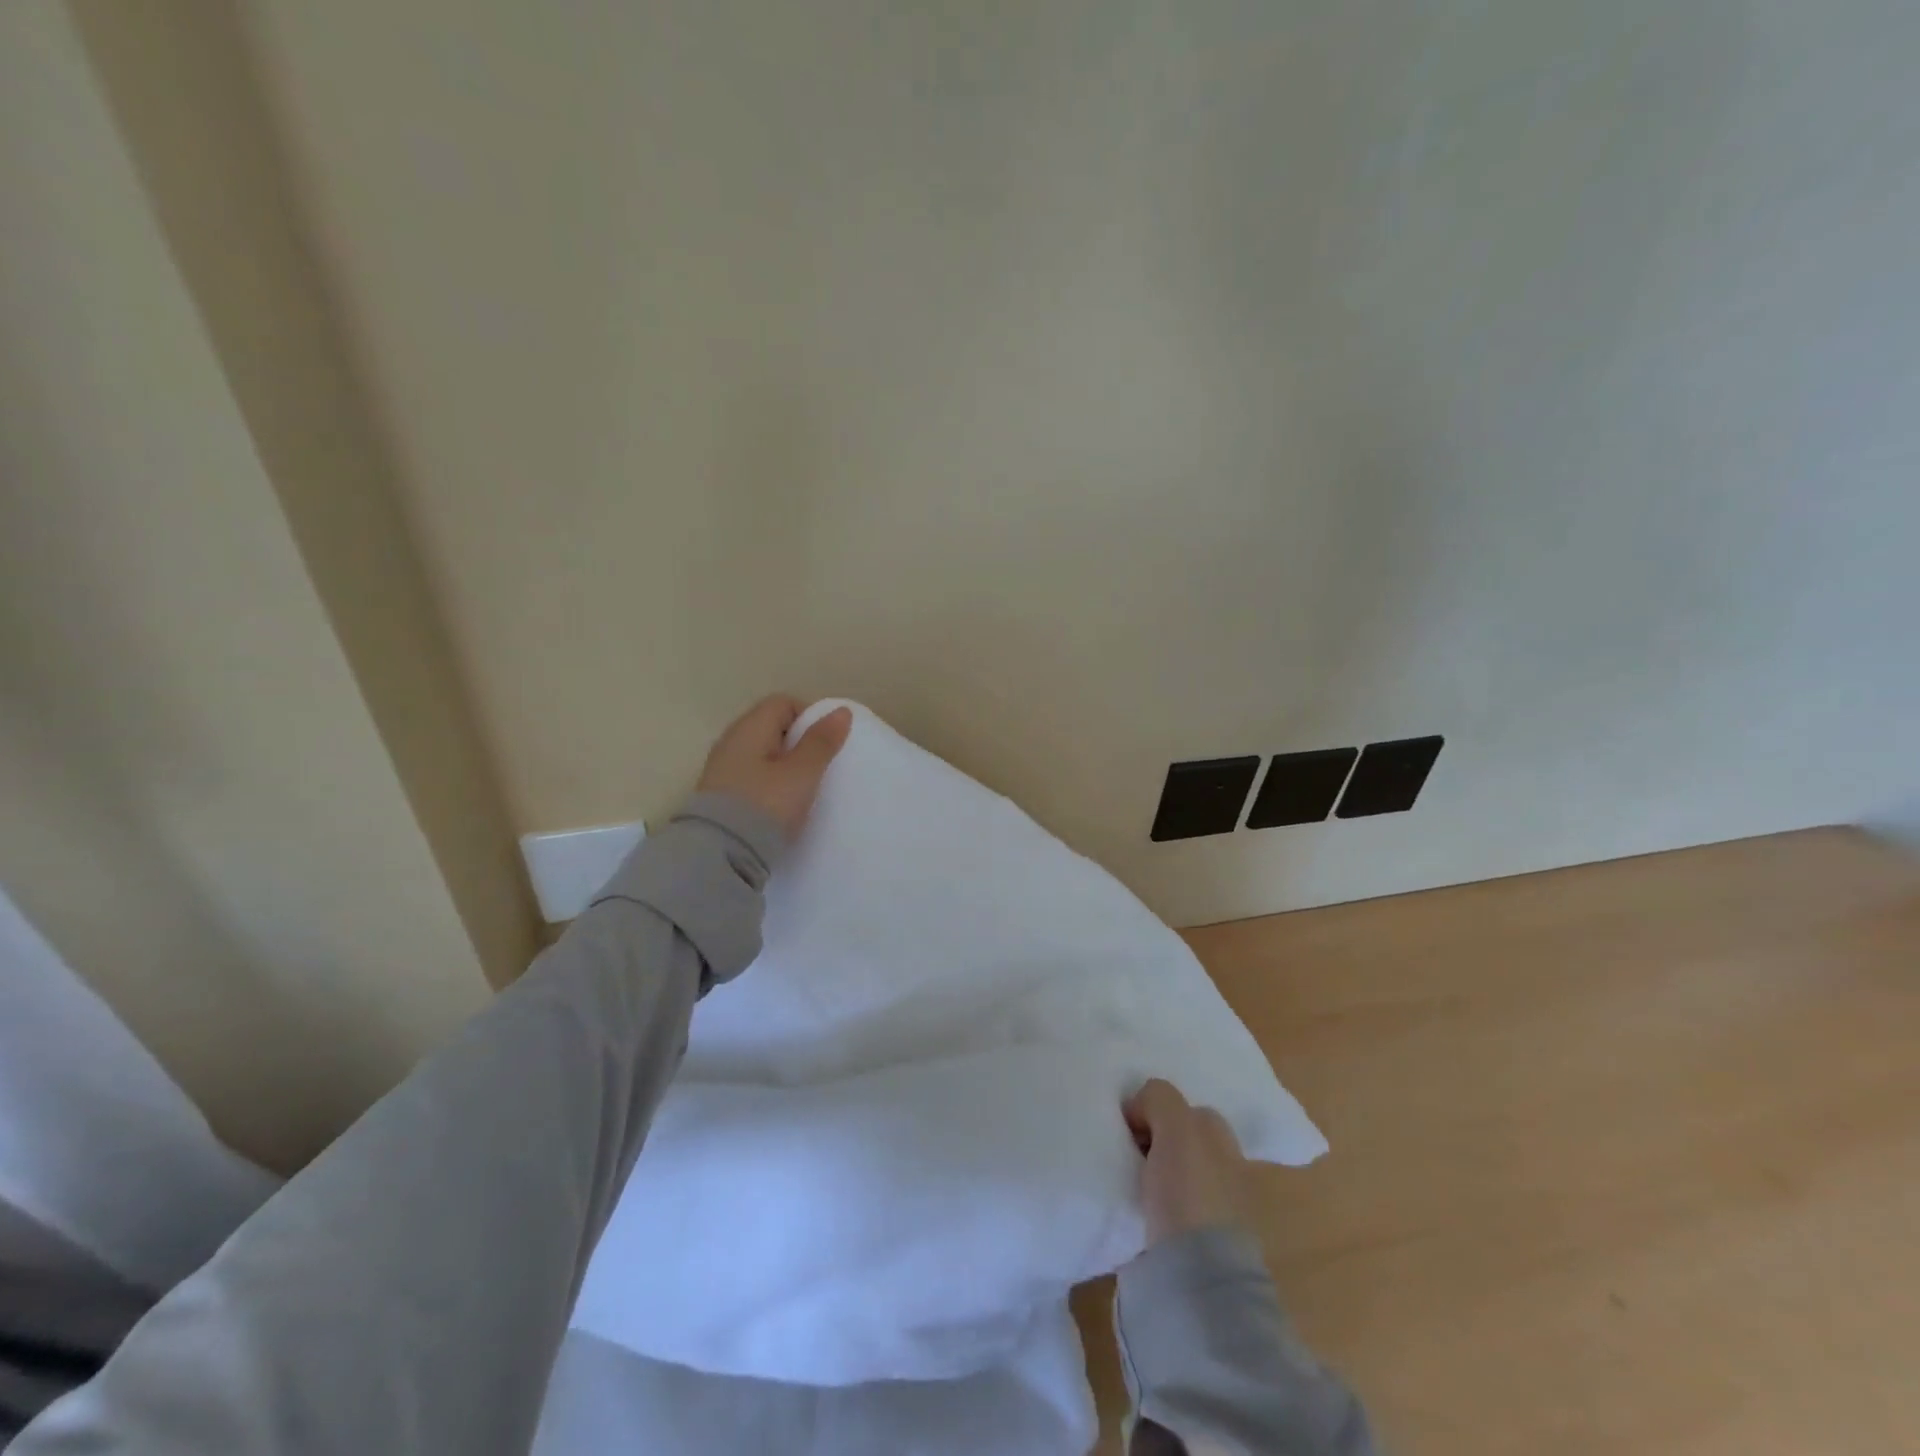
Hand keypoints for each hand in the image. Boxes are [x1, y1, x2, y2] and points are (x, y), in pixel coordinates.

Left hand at [696, 695, 852, 841]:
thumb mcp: (802, 774)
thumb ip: (821, 742)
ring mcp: (722, 769)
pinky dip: (770, 783)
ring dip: (784, 765)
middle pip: (771, 727)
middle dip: (799, 742)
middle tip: (819, 767)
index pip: (783, 703)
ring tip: (803, 788)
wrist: (719, 856)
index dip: (809, 716)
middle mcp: (731, 741)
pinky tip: (781, 805)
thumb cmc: (766, 806)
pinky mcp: (720, 796)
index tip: (827, 744)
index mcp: (750, 728)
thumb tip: (841, 711)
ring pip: (762, 754)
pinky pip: (752, 777)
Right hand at [1123, 1078, 1253, 1244]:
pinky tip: (1133, 1209)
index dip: (1153, 1111)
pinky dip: (1150, 1204)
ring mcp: (1214, 1208)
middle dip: (1151, 1141)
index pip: (1183, 1108)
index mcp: (1224, 1139)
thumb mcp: (1175, 1124)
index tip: (1129, 1129)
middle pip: (1177, 1140)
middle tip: (1125, 1152)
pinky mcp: (1197, 1244)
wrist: (1198, 1277)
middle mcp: (1225, 1167)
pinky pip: (1166, 1207)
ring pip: (1171, 1173)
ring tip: (1124, 1181)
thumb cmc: (1190, 1190)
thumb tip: (1140, 1110)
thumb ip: (1159, 1098)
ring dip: (1149, 1173)